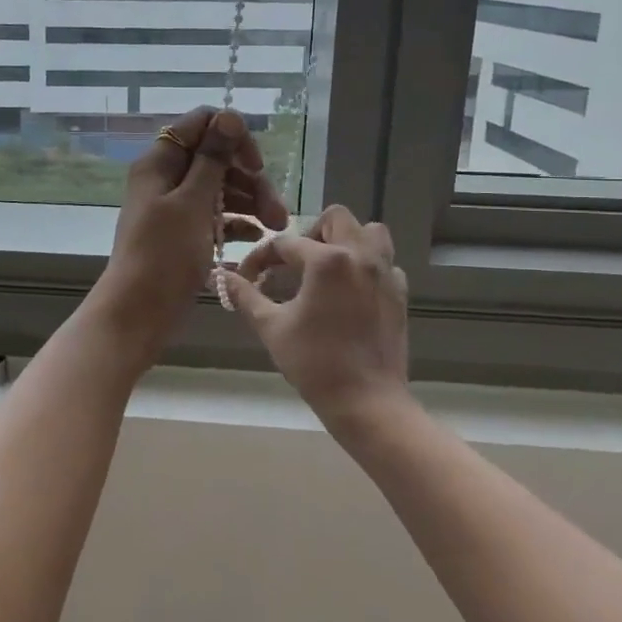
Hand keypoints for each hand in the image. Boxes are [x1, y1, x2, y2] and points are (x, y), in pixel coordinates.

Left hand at [93, 106, 290, 359]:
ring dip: (250, 202)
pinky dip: (235, 222)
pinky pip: (214, 215)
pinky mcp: (183, 232)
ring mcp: (174, 205)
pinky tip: (256, 238)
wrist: (138, 312)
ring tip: (276, 228)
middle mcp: (166, 177)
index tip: (255, 165)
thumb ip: (212, 159)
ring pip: (219, 188)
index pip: (201, 124)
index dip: (232, 137)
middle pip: (216, 159)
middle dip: (250, 179)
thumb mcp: (192, 203)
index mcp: (160, 161)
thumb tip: (228, 115)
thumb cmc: (164, 254)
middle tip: (277, 211)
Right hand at [221, 205, 414, 437]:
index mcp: (327, 260)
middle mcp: (360, 255)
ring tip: (327, 267)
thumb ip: (245, 296)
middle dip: (310, 233)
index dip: (261, 258)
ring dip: (347, 240)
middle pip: (336, 219)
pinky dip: (367, 266)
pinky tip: (351, 291)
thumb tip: (222, 277)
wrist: (367, 401)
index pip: (285, 243)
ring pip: (370, 232)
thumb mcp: (271, 327)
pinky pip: (385, 262)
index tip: (248, 278)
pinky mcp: (399, 293)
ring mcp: (385, 273)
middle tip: (295, 263)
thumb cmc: (314, 363)